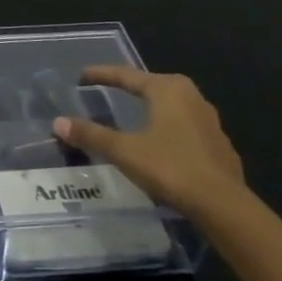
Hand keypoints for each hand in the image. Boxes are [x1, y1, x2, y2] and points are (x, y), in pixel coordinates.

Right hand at [52, 67, 245, 218]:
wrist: (223, 205)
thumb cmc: (170, 167)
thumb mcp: (124, 151)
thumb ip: (91, 135)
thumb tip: (58, 123)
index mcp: (167, 90)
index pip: (127, 75)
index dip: (102, 74)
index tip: (81, 76)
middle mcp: (191, 96)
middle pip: (153, 85)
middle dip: (130, 87)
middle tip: (108, 90)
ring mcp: (209, 120)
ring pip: (172, 105)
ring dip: (152, 107)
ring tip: (134, 115)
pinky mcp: (219, 143)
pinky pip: (186, 126)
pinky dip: (168, 127)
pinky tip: (162, 142)